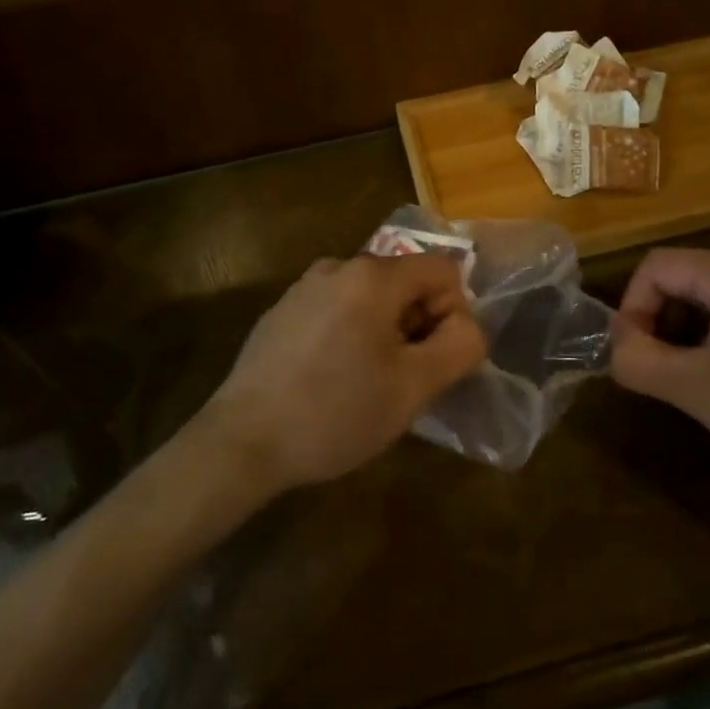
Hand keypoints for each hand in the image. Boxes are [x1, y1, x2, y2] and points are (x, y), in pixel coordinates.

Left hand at [197, 254, 486, 493]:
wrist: (242, 442)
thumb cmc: (335, 413)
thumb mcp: (413, 388)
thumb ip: (459, 347)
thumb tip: (466, 326)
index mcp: (373, 276)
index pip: (444, 270)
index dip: (453, 313)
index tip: (432, 360)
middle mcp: (338, 266)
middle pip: (405, 282)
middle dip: (417, 325)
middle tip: (402, 379)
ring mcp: (305, 287)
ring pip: (371, 298)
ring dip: (385, 332)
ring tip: (366, 383)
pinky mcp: (282, 310)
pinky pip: (337, 309)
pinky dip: (350, 334)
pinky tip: (330, 379)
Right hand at [611, 248, 709, 522]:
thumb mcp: (696, 391)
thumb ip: (638, 360)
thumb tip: (614, 343)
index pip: (658, 266)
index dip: (632, 306)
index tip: (633, 354)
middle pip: (689, 274)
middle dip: (663, 318)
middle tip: (662, 369)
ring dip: (693, 326)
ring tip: (698, 375)